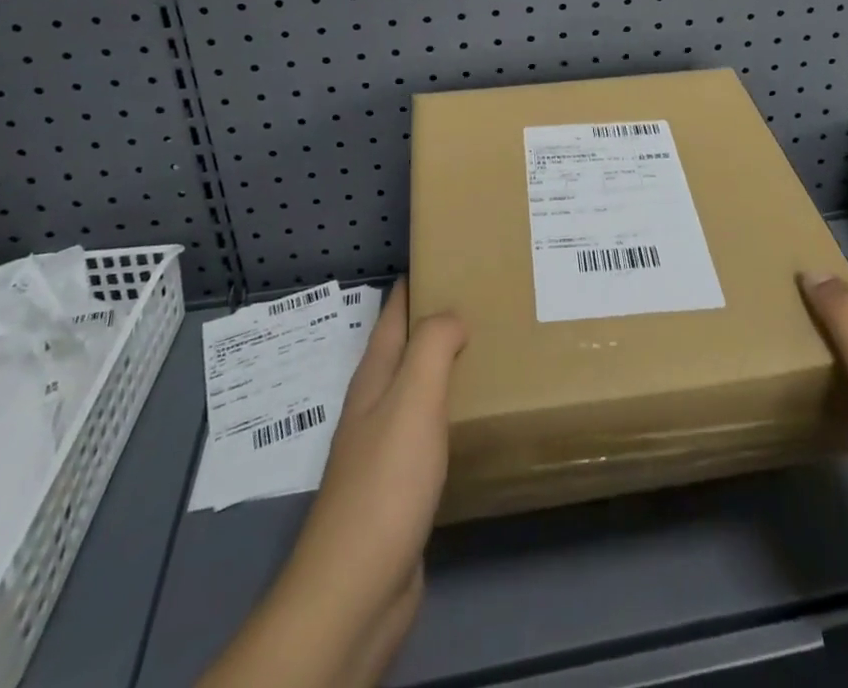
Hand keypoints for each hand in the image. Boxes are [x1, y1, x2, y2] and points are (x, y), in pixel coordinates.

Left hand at [290, 279, 466, 620]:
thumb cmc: (385, 485)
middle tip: (488, 298)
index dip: (417, 281)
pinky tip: (476, 414)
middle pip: (406, 346)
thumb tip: (452, 311)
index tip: (454, 256)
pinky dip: (452, 408)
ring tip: (492, 346)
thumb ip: (433, 347)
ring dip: (448, 364)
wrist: (356, 592)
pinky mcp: (402, 485)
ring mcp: (386, 447)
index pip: (394, 312)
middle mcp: (376, 405)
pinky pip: (430, 428)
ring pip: (419, 387)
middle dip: (439, 319)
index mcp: (374, 378)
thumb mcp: (412, 401)